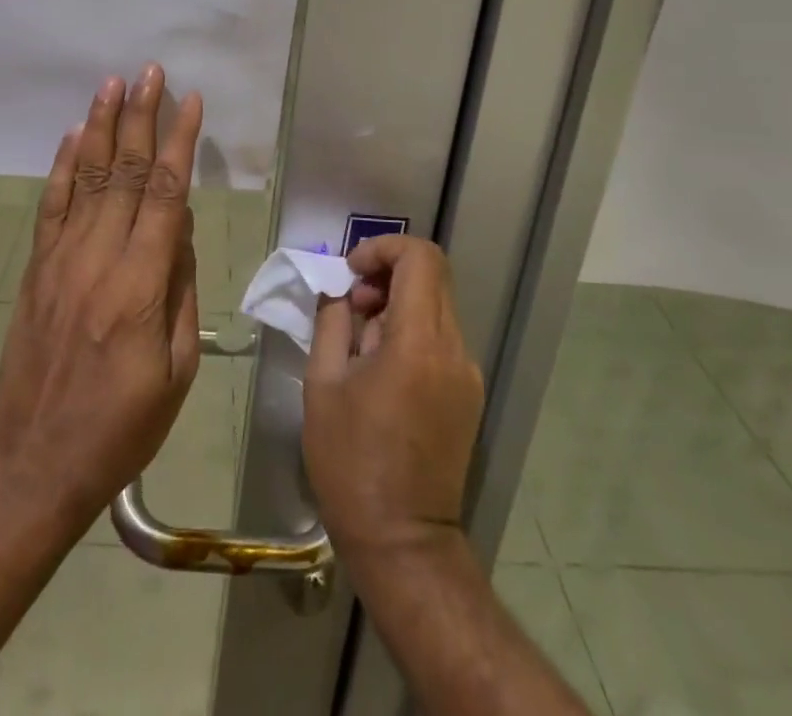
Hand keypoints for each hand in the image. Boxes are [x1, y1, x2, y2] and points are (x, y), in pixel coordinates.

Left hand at [0, 65, 203, 528]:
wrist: (36, 461)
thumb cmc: (123, 425)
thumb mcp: (178, 370)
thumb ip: (182, 289)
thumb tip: (182, 229)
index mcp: (141, 285)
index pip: (166, 195)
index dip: (180, 144)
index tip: (191, 103)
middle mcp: (99, 259)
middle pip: (125, 172)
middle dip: (141, 117)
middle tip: (151, 72)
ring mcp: (62, 260)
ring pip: (88, 178)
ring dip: (102, 126)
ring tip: (113, 84)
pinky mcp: (38, 269)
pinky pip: (53, 206)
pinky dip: (64, 166)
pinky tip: (75, 135)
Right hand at [303, 236, 483, 560]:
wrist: (403, 543)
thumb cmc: (351, 463)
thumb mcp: (323, 385)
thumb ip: (331, 322)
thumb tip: (338, 290)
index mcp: (418, 343)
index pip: (420, 258)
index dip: (383, 248)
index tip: (350, 273)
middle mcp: (453, 349)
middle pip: (432, 276)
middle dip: (387, 273)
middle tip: (352, 305)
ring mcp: (467, 373)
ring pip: (437, 304)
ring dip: (398, 302)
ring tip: (361, 341)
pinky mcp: (469, 394)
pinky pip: (441, 337)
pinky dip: (411, 330)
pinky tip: (383, 367)